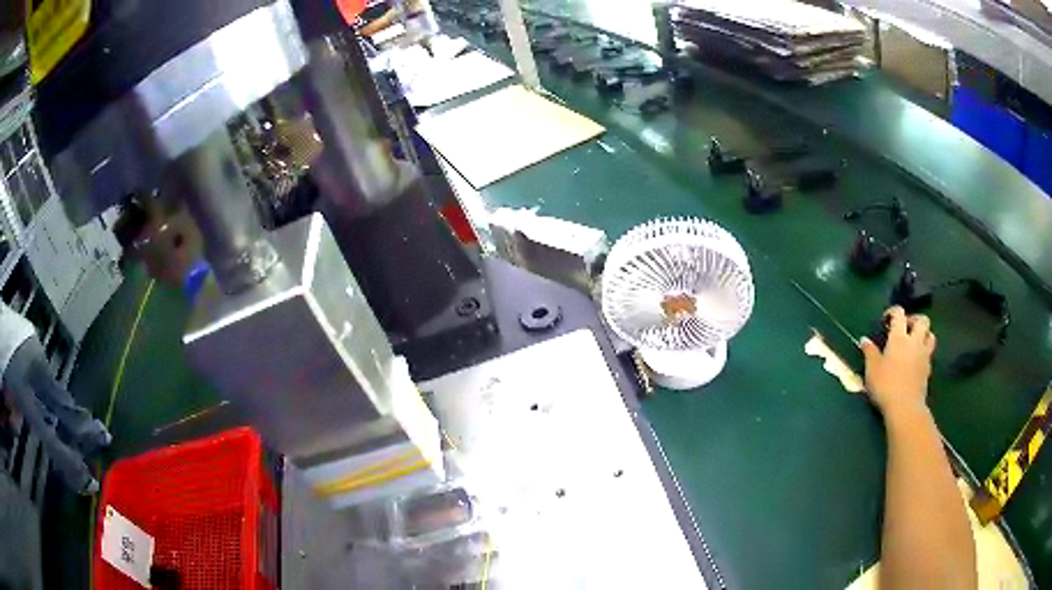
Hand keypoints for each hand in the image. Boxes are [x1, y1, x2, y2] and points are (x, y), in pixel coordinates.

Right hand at [860, 306, 936, 420]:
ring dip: (924, 334)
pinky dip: (924, 352)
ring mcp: (924, 355)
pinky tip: (916, 361)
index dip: (893, 311)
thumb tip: (864, 340)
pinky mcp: (928, 369)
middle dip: (914, 320)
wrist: (905, 407)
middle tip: (905, 328)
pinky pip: (929, 354)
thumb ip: (869, 352)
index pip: (899, 313)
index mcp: (899, 337)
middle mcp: (914, 341)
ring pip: (930, 335)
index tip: (886, 320)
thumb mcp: (872, 369)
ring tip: (915, 342)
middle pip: (922, 320)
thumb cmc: (886, 386)